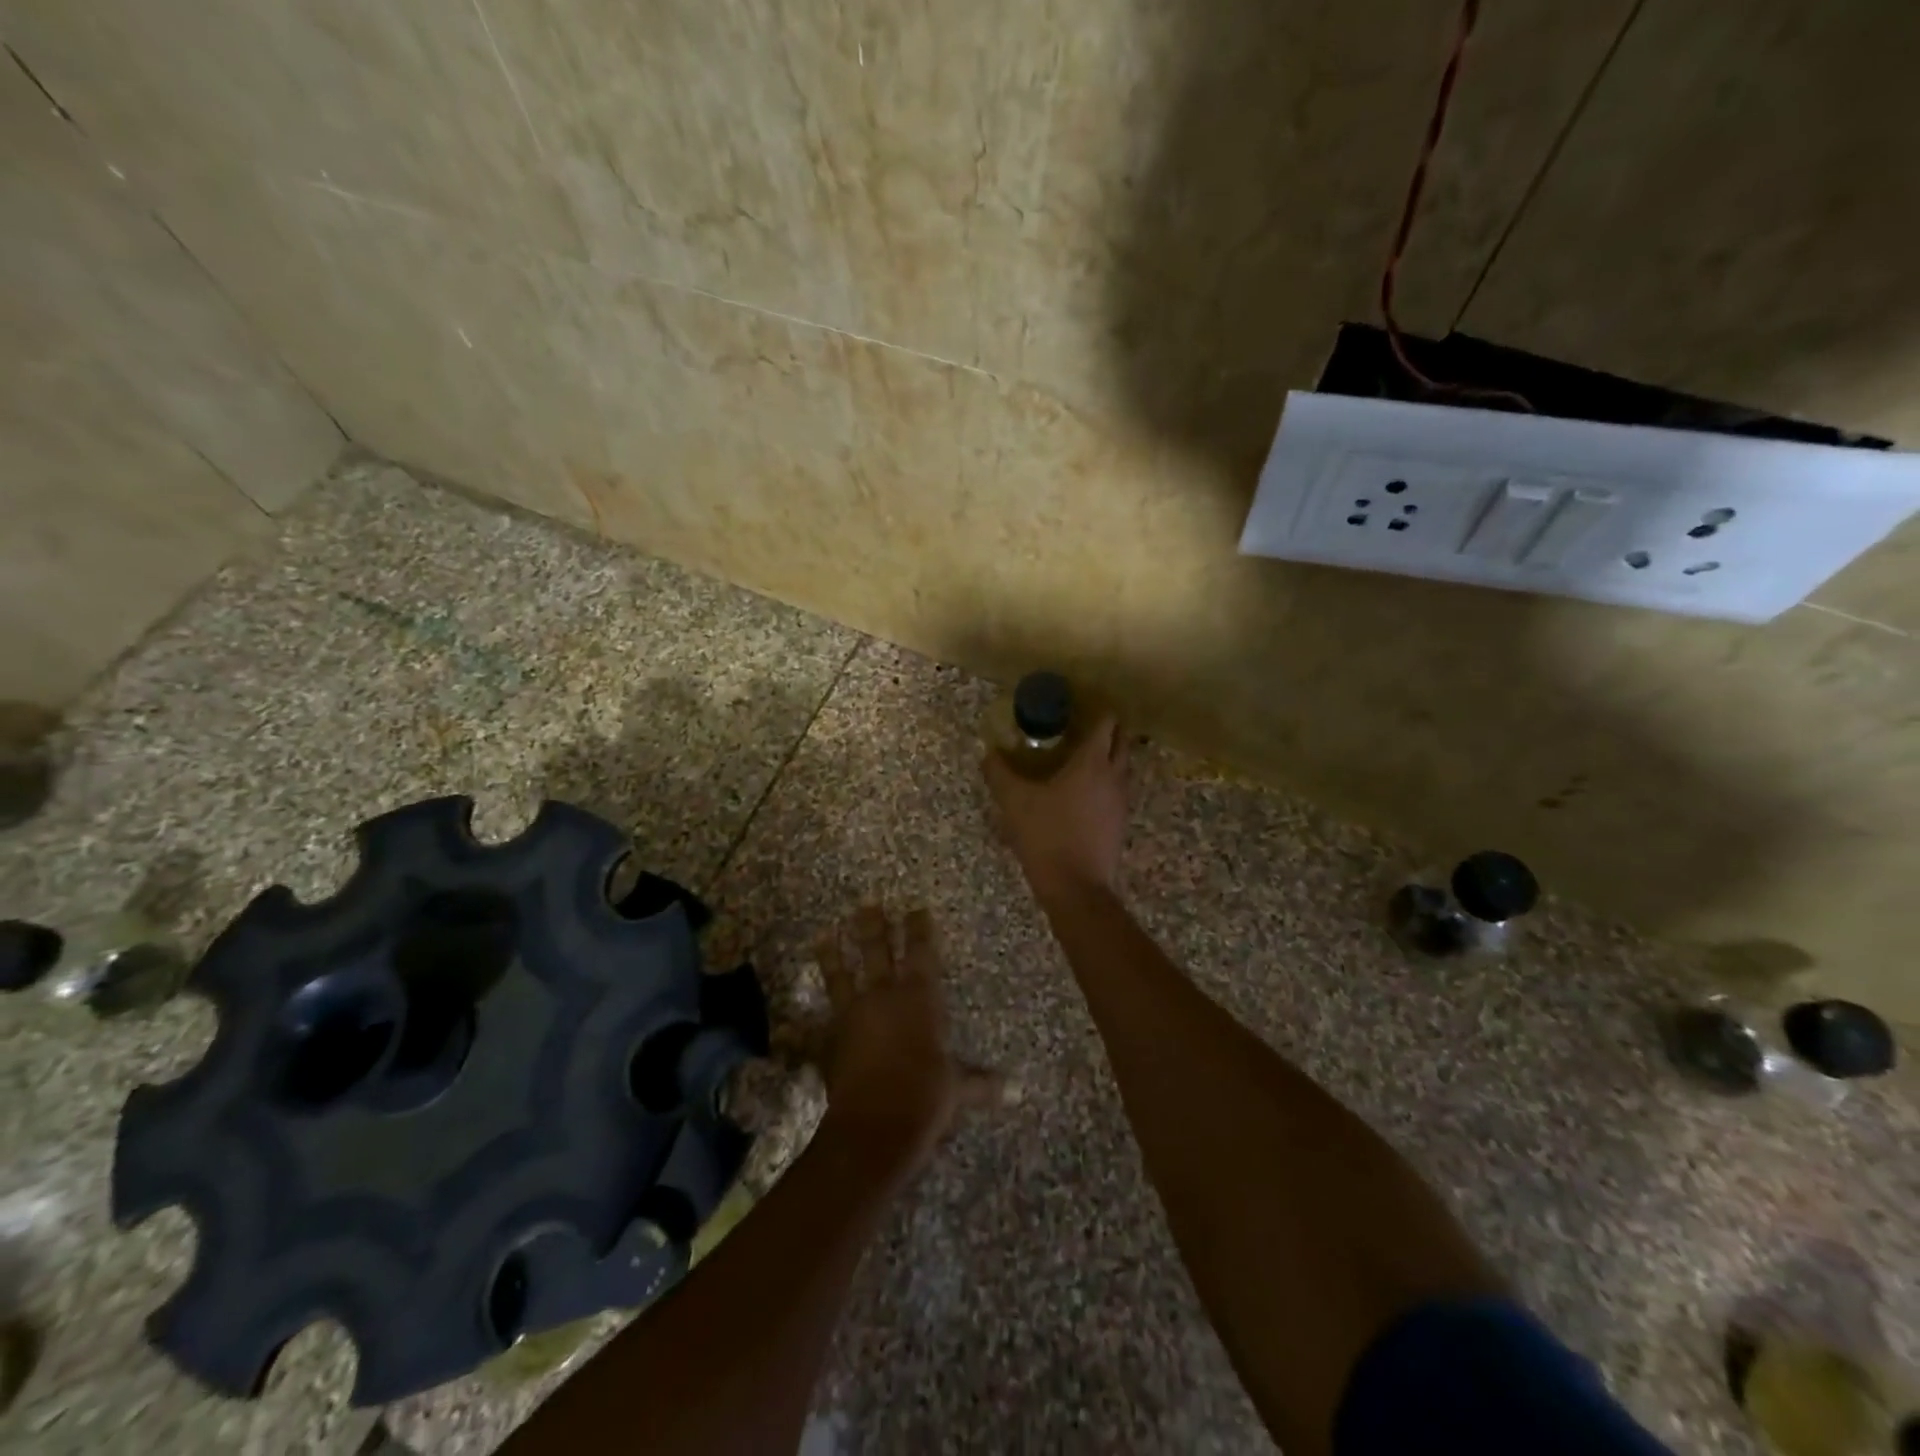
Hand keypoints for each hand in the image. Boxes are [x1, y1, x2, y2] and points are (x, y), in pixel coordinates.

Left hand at [815, 906, 1000, 1172]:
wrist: (876, 1124)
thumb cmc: (926, 1096)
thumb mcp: (957, 1088)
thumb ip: (981, 1083)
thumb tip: (1016, 1091)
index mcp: (919, 999)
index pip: (921, 953)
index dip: (918, 929)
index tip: (915, 908)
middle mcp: (884, 997)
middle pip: (877, 952)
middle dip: (873, 927)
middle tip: (867, 904)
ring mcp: (852, 1016)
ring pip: (840, 977)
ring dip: (833, 957)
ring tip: (824, 934)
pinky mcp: (829, 1041)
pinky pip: (812, 1028)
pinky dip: (798, 1027)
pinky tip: (785, 1022)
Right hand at [982, 714, 1130, 902]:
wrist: (1076, 887)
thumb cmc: (1047, 835)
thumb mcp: (1014, 802)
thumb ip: (1000, 773)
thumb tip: (989, 753)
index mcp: (1092, 762)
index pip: (1106, 723)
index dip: (1096, 710)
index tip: (1079, 706)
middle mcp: (1114, 776)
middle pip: (1121, 741)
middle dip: (1107, 730)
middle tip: (1081, 728)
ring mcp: (1121, 800)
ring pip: (1122, 766)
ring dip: (1108, 756)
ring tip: (1080, 757)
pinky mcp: (1120, 822)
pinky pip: (1117, 789)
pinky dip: (1105, 781)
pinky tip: (1082, 792)